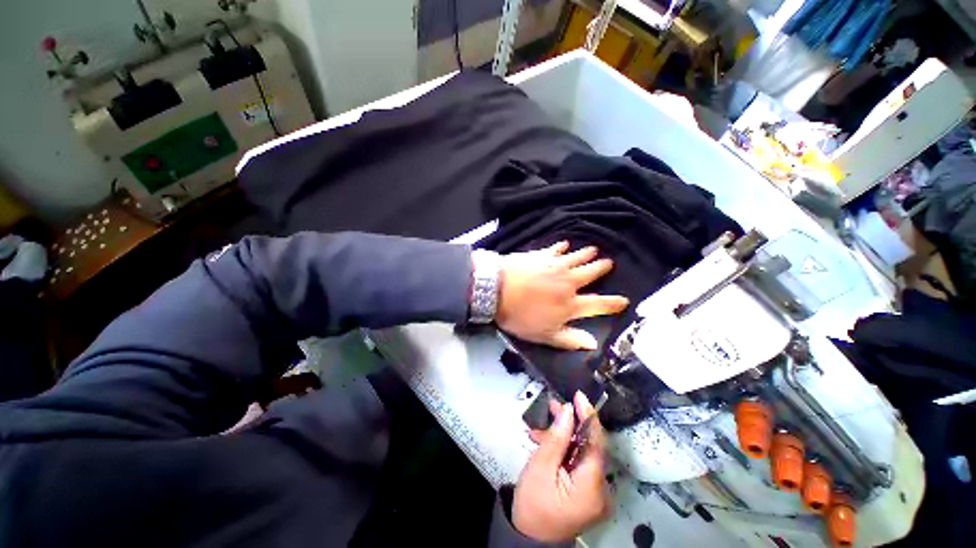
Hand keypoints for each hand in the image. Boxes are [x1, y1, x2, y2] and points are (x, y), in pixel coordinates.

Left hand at [496, 242, 628, 349]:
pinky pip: (555, 248)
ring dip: (586, 254)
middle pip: (590, 274)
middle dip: (601, 268)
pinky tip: (565, 244)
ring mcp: (554, 265)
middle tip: (609, 263)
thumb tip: (593, 343)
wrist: (496, 290)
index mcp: (569, 304)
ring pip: (576, 258)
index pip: (597, 304)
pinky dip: (562, 246)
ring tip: (595, 249)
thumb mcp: (543, 335)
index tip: (624, 300)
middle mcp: (567, 282)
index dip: (612, 303)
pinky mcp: (540, 255)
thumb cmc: (519, 316)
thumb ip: (569, 339)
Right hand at [514, 391, 610, 542]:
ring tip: (544, 423)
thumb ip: (556, 437)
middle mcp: (601, 489)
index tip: (579, 395)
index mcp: (592, 486)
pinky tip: (545, 441)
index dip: (589, 416)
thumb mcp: (540, 467)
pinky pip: (577, 461)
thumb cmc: (533, 503)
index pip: (597, 443)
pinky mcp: (586, 491)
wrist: (528, 537)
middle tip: (554, 405)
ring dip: (564, 435)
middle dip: (571, 424)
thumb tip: (568, 410)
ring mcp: (595, 491)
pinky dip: (563, 449)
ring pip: (582, 452)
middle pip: (589, 446)